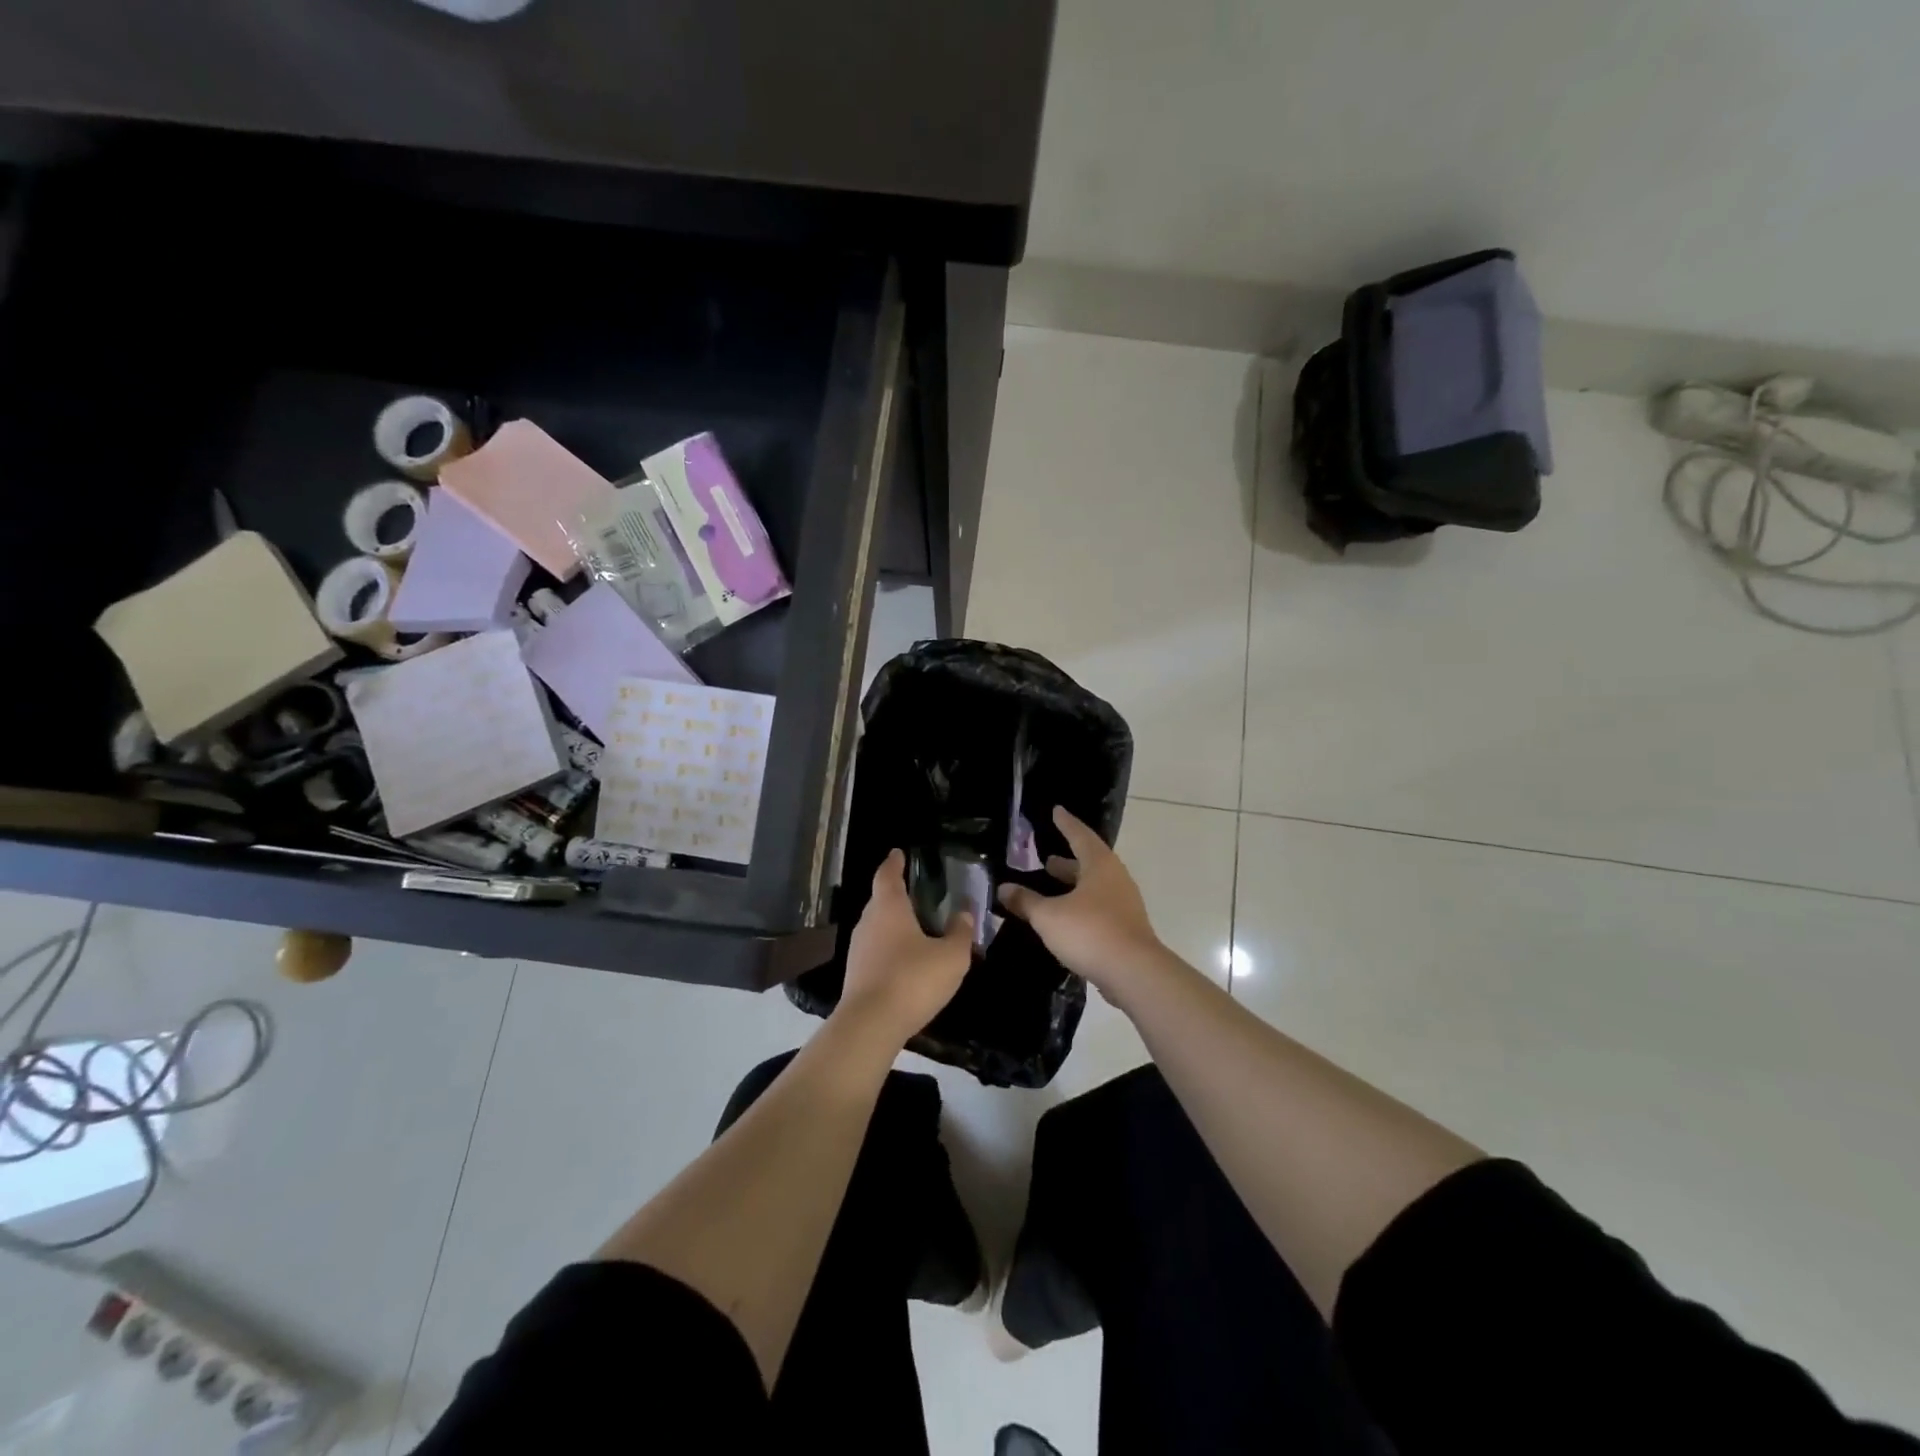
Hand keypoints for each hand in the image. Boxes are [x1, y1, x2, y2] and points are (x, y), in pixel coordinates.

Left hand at [836, 849, 973, 1048]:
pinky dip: (889, 948)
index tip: (898, 853)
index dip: (894, 862)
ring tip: (915, 927)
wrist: (870, 1025)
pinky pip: (875, 950)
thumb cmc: (912, 980)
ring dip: (893, 924)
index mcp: (889, 907)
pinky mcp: (855, 974)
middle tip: (917, 892)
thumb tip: (964, 914)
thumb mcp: (951, 957)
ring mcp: (857, 949)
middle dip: (896, 894)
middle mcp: (868, 922)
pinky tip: (905, 960)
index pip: (888, 874)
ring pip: (877, 926)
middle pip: (880, 900)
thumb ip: (960, 933)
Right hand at [998, 807, 1162, 992]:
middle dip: (1067, 860)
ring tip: (1052, 886)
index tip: (1056, 810)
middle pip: (1089, 862)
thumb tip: (1004, 888)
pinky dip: (1080, 906)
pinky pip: (1099, 908)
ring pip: (1094, 887)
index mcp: (1099, 865)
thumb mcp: (1048, 916)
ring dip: (1073, 885)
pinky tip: (1065, 919)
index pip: (1080, 835)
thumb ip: (1026, 901)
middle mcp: (1115, 879)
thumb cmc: (1090, 932)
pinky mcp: (1126, 928)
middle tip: (1046, 858)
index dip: (1066, 823)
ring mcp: (1124, 904)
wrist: (1134, 973)